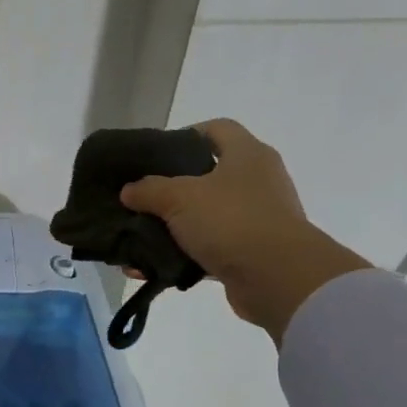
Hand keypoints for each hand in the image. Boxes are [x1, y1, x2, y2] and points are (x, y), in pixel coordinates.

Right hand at [119, 119, 370, 343]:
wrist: (278, 278)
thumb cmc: (231, 220)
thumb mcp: (180, 197)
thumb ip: (149, 189)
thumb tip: (129, 190)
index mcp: (247, 154)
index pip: (216, 128)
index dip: (185, 134)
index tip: (154, 155)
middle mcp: (257, 181)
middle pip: (207, 175)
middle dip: (170, 188)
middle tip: (140, 197)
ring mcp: (256, 218)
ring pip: (205, 215)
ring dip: (172, 227)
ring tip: (138, 235)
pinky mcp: (249, 252)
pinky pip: (206, 249)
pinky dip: (180, 256)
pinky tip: (150, 267)